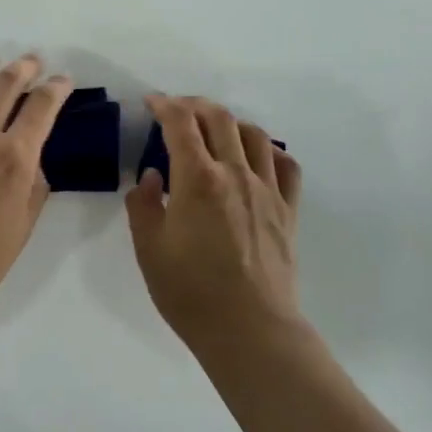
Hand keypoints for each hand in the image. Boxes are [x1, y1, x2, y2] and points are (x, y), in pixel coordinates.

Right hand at [125, 94, 304, 353]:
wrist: (249, 329)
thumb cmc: (190, 292)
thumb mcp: (148, 249)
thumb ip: (143, 205)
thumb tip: (152, 177)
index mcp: (197, 180)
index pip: (180, 124)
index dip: (165, 105)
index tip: (152, 102)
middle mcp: (235, 174)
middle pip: (219, 119)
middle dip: (195, 105)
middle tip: (177, 110)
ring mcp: (267, 190)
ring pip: (254, 135)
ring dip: (230, 122)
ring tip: (215, 131)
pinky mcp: (287, 210)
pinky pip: (286, 165)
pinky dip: (269, 150)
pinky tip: (257, 158)